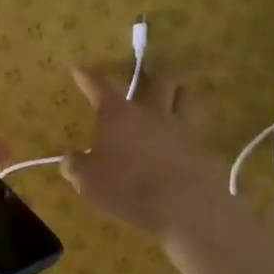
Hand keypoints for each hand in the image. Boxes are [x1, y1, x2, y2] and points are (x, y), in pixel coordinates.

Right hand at [61, 65, 227, 240]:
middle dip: (152, 70)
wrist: (184, 205)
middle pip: (159, 78)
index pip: (100, 86)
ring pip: (186, 95)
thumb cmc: (127, 187)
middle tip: (148, 70)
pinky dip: (191, 127)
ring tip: (174, 93)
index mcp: (119, 114)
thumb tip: (69, 157)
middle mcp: (152, 112)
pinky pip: (198, 128)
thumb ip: (77, 166)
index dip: (88, 76)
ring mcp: (182, 127)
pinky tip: (187, 137)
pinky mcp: (203, 148)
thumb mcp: (88, 181)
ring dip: (178, 91)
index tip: (80, 69)